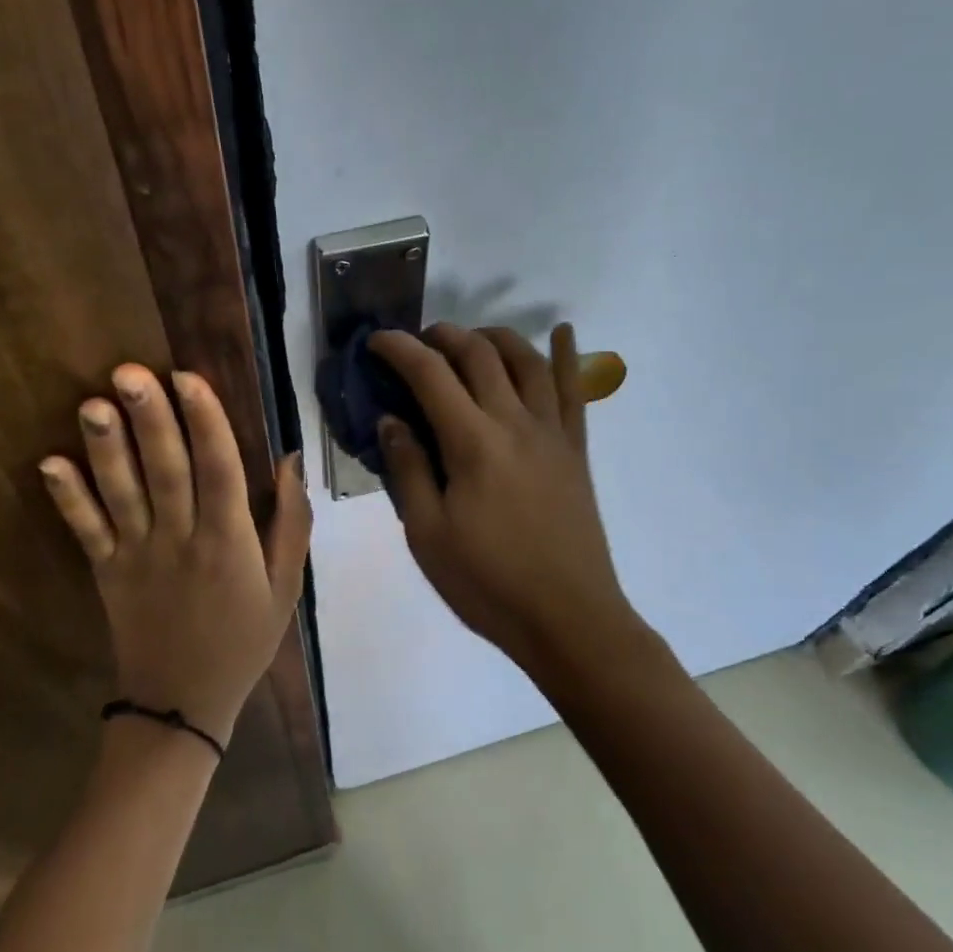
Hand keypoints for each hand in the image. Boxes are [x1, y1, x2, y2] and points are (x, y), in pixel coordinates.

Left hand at [39, 365, 311, 745]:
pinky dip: (68, 499)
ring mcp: (138, 556)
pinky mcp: (106, 572)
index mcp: (230, 542)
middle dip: (150, 419)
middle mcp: (182, 540)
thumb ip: (291, 522)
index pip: (220, 470)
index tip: (188, 378)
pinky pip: (86, 532)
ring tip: (92, 404)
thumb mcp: (286, 585)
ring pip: (122, 494)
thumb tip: (290, 458)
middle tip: (129, 371)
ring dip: (106, 449)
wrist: (184, 702)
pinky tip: (49, 463)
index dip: (205, 422)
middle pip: (166, 471)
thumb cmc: (245, 638)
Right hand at [370, 323, 632, 667]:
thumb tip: (391, 419)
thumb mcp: (428, 535)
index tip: (376, 342)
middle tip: (419, 341)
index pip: (430, 375)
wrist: (568, 619)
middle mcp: (515, 423)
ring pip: (528, 360)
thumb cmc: (488, 583)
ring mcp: (552, 433)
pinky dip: (568, 356)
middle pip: (480, 355)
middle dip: (444, 335)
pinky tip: (564, 332)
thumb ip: (407, 470)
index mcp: (473, 444)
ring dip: (496, 337)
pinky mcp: (576, 450)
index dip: (399, 349)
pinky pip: (574, 391)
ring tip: (472, 338)